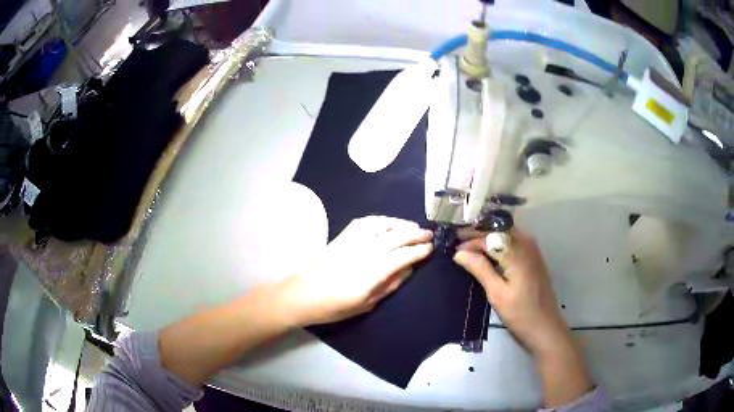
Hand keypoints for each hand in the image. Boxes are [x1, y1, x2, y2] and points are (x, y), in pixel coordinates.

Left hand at [277, 216, 432, 326]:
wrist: (302, 295)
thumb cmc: (334, 306)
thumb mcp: (366, 304)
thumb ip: (389, 285)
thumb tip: (408, 269)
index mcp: (372, 272)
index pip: (403, 255)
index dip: (419, 250)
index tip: (430, 248)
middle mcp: (364, 252)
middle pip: (396, 237)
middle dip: (415, 233)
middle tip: (429, 234)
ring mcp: (352, 242)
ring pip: (381, 225)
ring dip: (400, 223)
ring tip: (412, 225)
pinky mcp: (341, 237)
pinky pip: (363, 222)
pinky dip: (379, 219)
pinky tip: (387, 222)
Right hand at [453, 228, 568, 356]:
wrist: (545, 326)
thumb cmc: (520, 313)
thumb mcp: (497, 293)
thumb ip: (480, 269)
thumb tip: (459, 253)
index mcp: (517, 252)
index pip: (488, 237)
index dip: (470, 242)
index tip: (453, 250)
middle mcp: (526, 243)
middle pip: (498, 230)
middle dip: (478, 234)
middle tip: (457, 243)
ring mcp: (532, 249)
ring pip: (506, 234)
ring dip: (488, 237)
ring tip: (468, 246)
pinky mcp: (534, 256)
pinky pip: (513, 241)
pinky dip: (498, 243)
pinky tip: (488, 253)